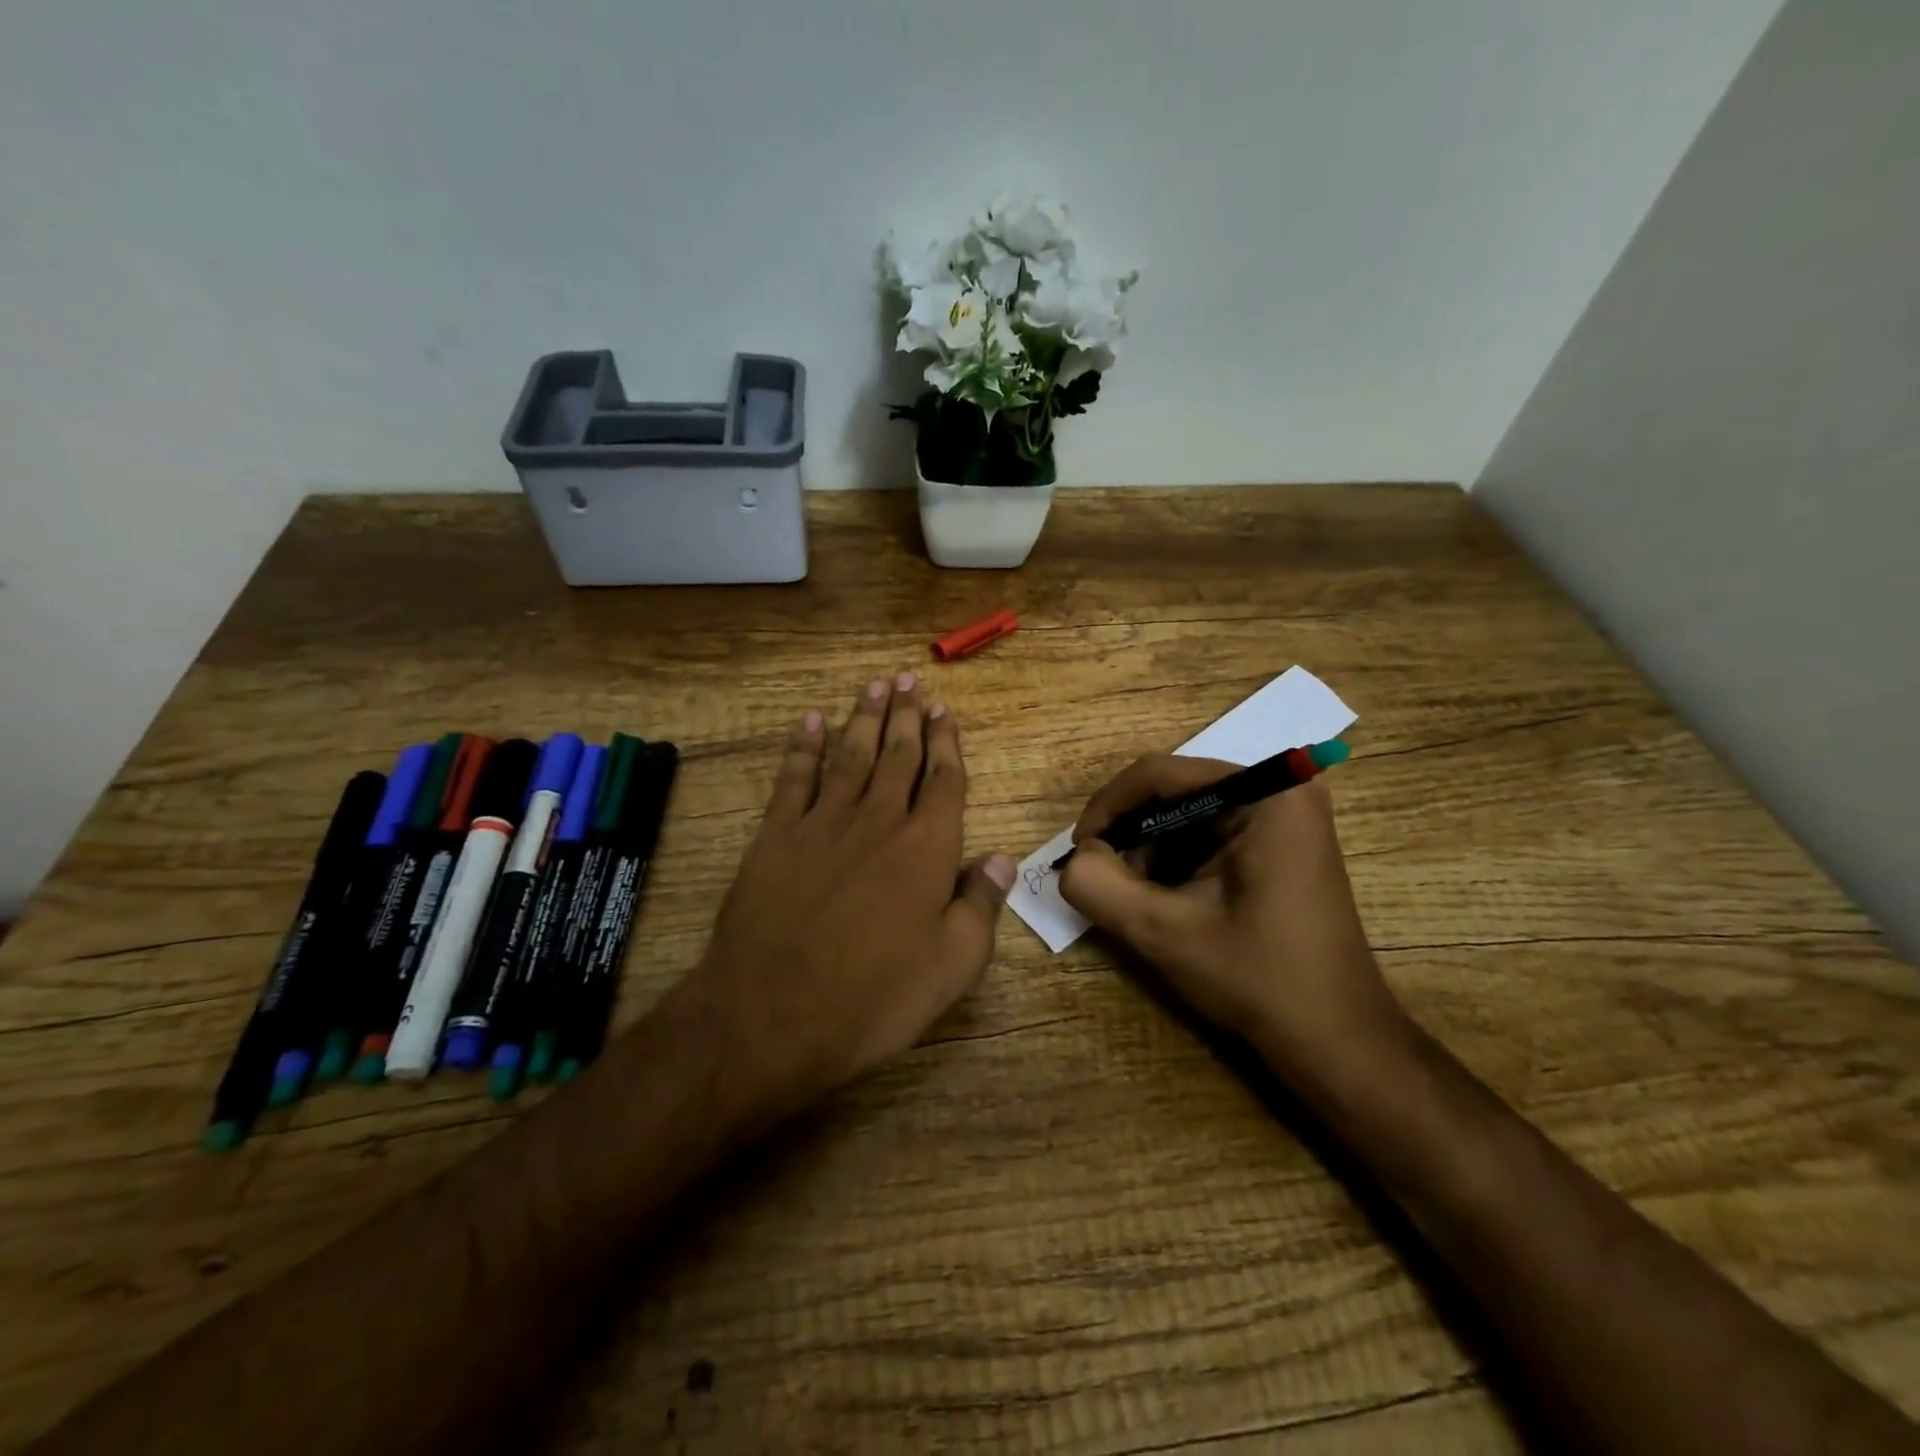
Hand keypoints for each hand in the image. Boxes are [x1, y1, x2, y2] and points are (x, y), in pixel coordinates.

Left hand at [681, 672, 1014, 1121]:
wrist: (772, 1014)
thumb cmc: (875, 997)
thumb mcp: (951, 965)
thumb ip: (981, 905)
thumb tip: (1002, 858)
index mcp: (926, 848)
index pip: (944, 781)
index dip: (946, 744)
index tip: (945, 712)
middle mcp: (878, 821)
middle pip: (897, 756)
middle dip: (906, 716)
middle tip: (909, 681)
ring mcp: (823, 824)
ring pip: (850, 756)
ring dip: (863, 718)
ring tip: (874, 686)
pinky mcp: (776, 836)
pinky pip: (795, 778)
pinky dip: (804, 747)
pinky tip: (810, 722)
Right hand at [1059, 756, 1406, 1086]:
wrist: (1334, 1041)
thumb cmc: (1258, 980)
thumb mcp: (1164, 933)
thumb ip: (1099, 887)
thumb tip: (1074, 860)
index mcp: (1266, 794)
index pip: (1160, 774)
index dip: (1107, 808)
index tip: (1079, 852)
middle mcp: (1280, 790)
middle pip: (1174, 791)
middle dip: (1130, 834)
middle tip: (1104, 879)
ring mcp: (1284, 816)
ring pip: (1186, 813)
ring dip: (1149, 851)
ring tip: (1136, 898)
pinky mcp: (1279, 843)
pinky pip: (1207, 834)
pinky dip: (1175, 861)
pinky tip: (1167, 900)